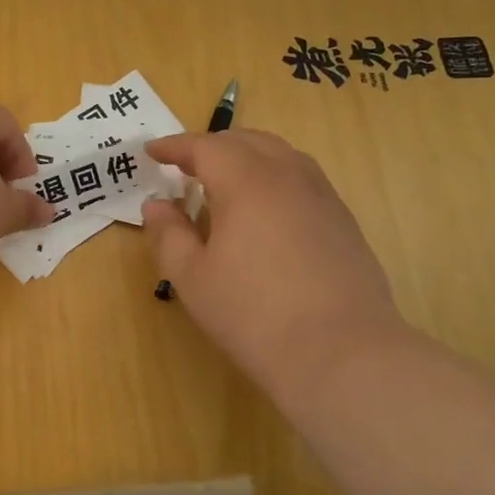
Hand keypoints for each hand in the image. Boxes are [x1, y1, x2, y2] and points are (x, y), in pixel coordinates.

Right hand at [141, 130, 409, 408]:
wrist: (340, 352)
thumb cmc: (253, 313)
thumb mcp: (192, 278)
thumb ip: (169, 234)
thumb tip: (157, 205)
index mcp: (246, 182)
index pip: (205, 147)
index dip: (175, 146)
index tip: (152, 151)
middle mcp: (287, 176)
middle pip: (247, 141)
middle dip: (212, 146)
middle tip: (186, 164)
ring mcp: (322, 196)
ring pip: (281, 155)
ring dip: (247, 156)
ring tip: (226, 181)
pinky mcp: (343, 221)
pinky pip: (303, 178)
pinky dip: (274, 177)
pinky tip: (266, 210)